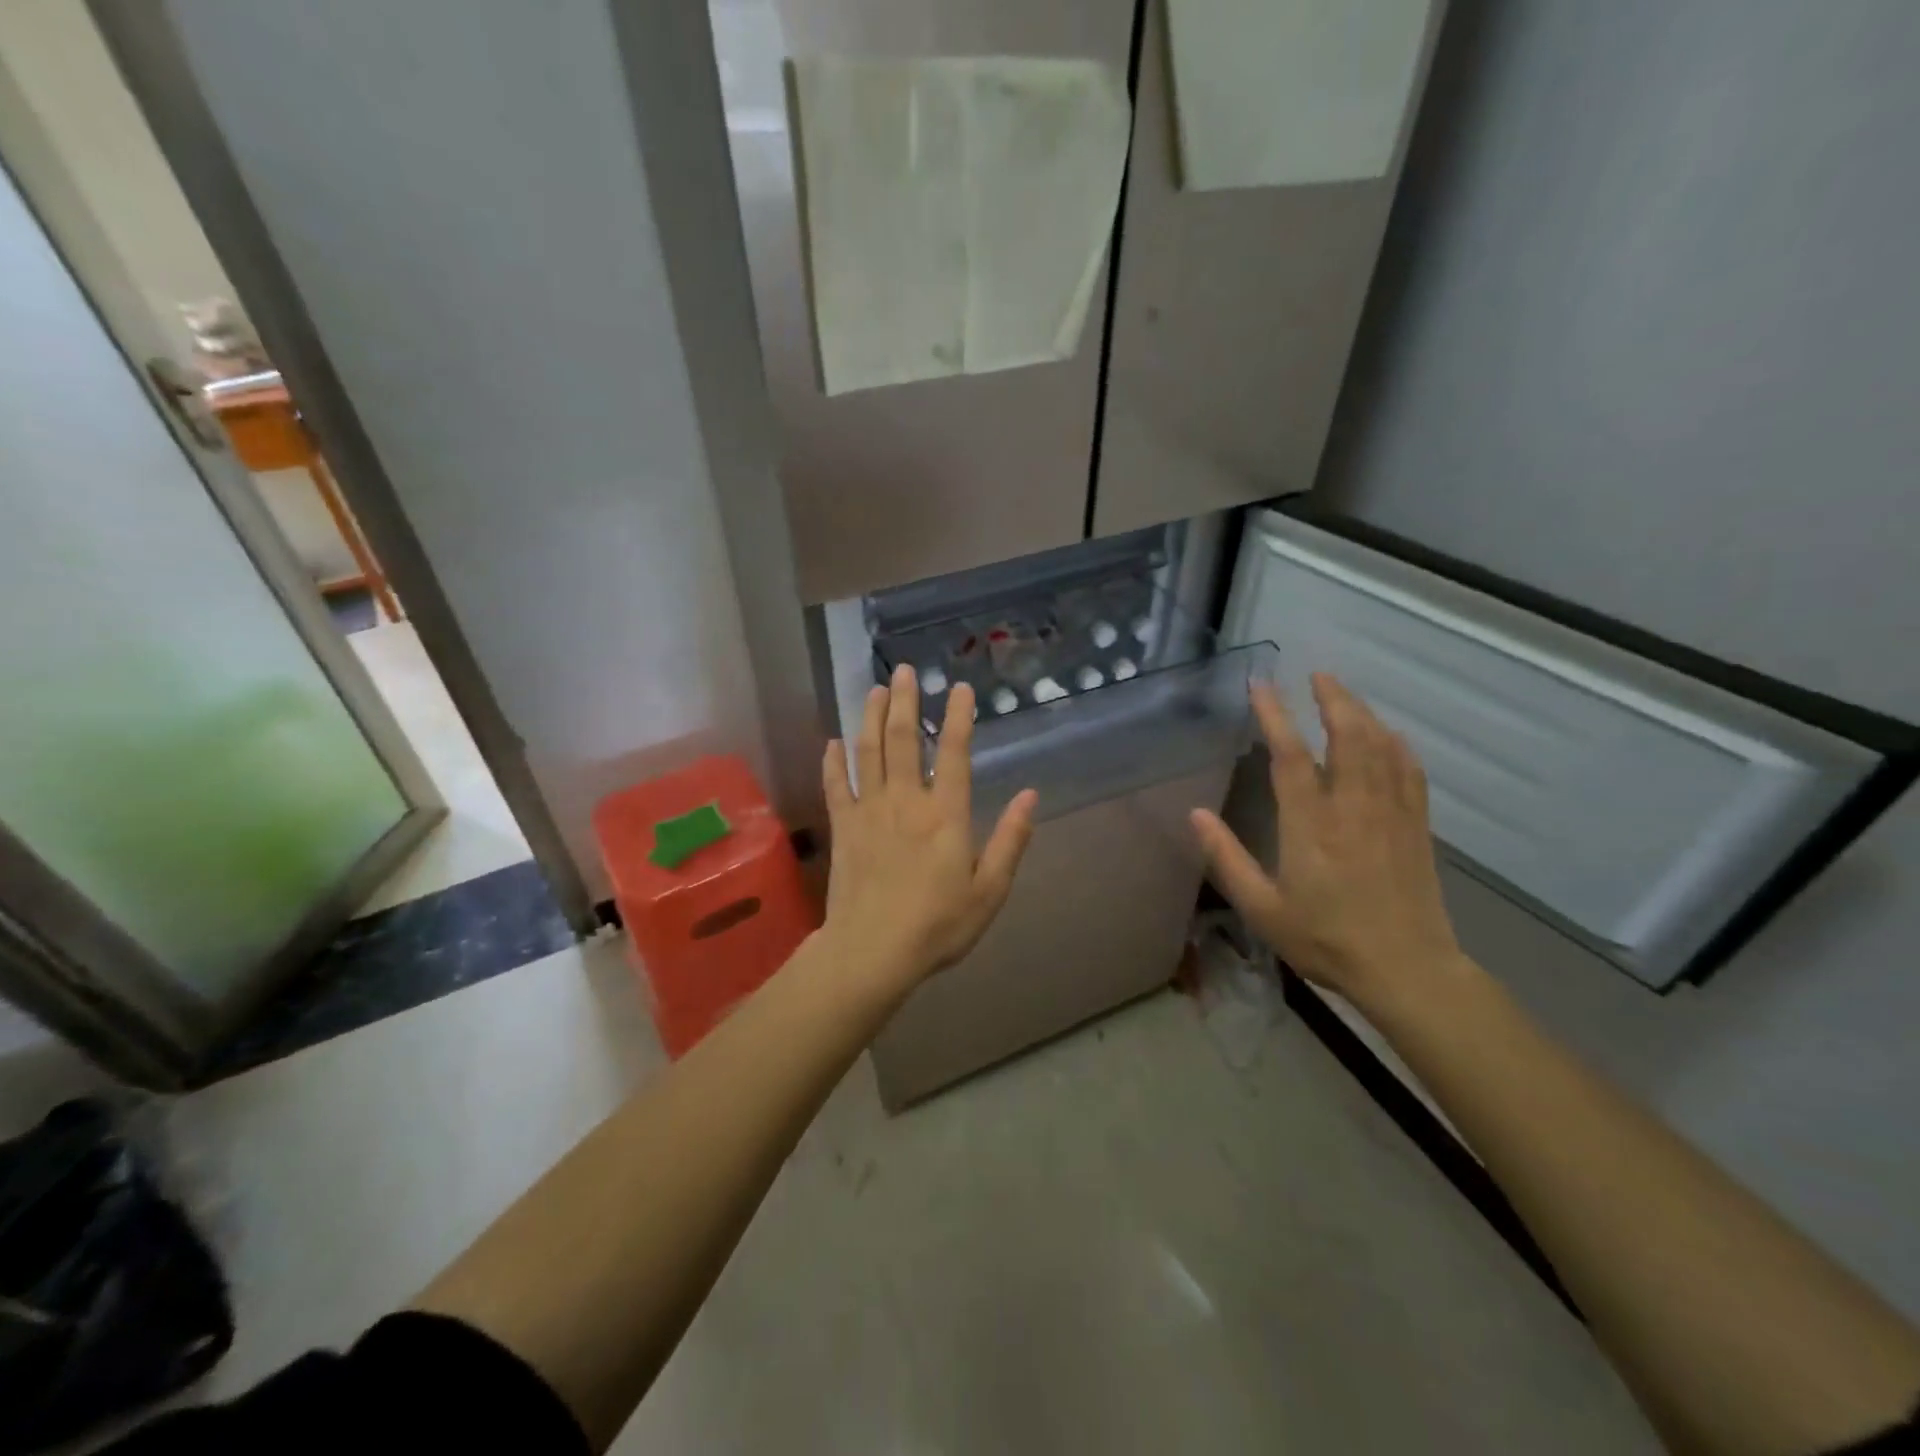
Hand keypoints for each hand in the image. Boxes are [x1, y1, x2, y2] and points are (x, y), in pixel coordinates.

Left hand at [820, 664, 1037, 999]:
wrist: (872, 952)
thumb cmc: (938, 926)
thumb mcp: (989, 891)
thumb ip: (1010, 841)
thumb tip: (1031, 796)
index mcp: (945, 815)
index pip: (953, 753)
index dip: (957, 717)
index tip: (959, 688)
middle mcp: (906, 802)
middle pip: (902, 740)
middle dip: (903, 701)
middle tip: (904, 670)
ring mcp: (869, 812)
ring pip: (867, 752)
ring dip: (869, 717)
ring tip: (873, 689)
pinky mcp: (843, 828)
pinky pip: (836, 785)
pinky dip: (834, 761)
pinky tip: (833, 741)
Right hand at [1190, 673, 1464, 1015]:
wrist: (1407, 970)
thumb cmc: (1326, 940)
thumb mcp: (1263, 909)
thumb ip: (1227, 859)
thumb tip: (1196, 815)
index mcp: (1311, 825)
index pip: (1290, 756)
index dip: (1275, 715)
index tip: (1261, 685)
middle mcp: (1353, 808)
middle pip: (1348, 737)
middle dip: (1332, 699)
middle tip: (1316, 674)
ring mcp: (1391, 814)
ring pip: (1380, 747)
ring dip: (1361, 713)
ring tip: (1343, 693)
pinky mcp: (1416, 826)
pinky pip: (1409, 771)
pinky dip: (1396, 744)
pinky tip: (1388, 735)